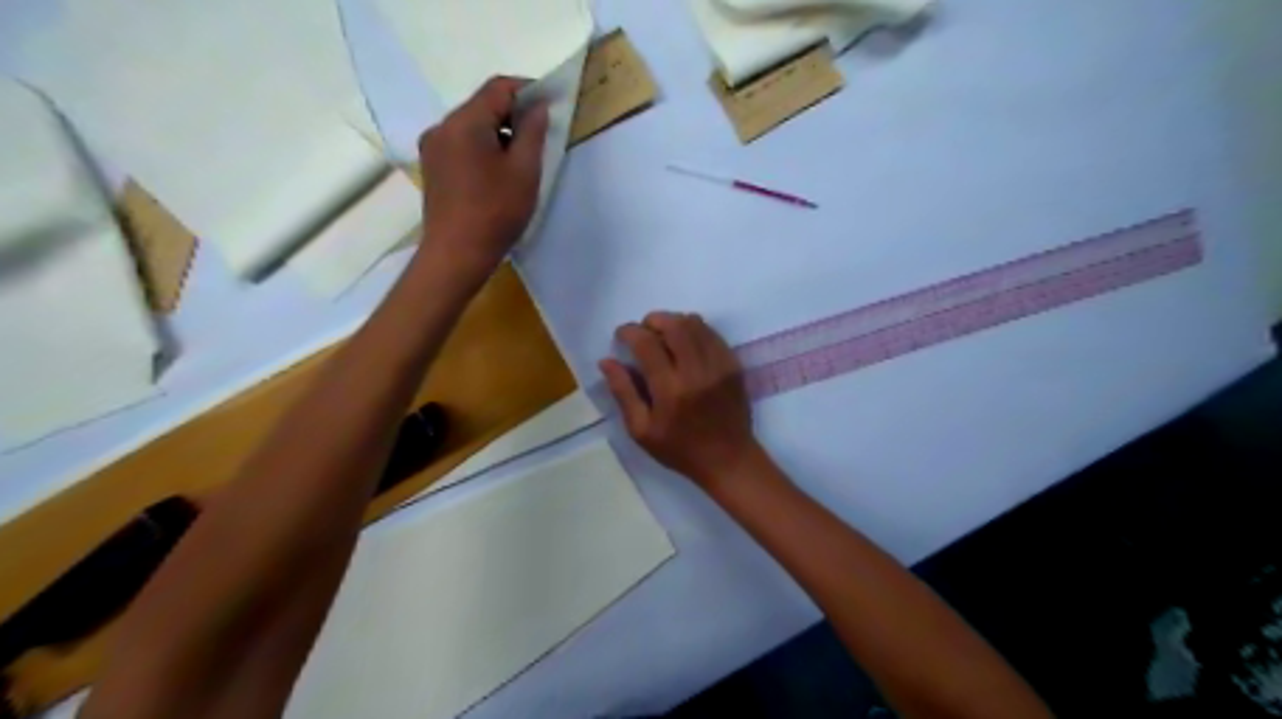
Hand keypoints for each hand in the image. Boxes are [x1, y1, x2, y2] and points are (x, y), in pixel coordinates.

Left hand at [417, 77, 545, 274]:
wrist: (456, 255)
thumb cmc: (495, 213)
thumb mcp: (524, 171)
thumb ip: (532, 132)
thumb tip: (537, 106)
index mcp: (464, 122)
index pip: (498, 87)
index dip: (528, 89)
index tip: (552, 104)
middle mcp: (442, 127)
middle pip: (482, 105)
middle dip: (513, 114)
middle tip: (540, 137)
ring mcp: (433, 148)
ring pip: (472, 126)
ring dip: (498, 133)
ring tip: (521, 161)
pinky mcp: (433, 168)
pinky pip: (461, 145)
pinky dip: (483, 148)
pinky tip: (498, 174)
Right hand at [602, 313, 759, 487]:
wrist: (728, 459)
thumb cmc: (679, 449)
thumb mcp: (641, 430)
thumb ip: (624, 393)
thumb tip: (606, 361)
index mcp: (670, 390)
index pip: (647, 343)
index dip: (630, 331)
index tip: (621, 335)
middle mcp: (696, 372)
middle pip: (674, 325)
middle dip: (653, 320)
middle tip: (644, 331)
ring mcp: (719, 366)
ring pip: (696, 324)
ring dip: (675, 322)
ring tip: (664, 335)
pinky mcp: (734, 365)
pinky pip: (713, 334)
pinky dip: (695, 330)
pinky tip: (686, 343)